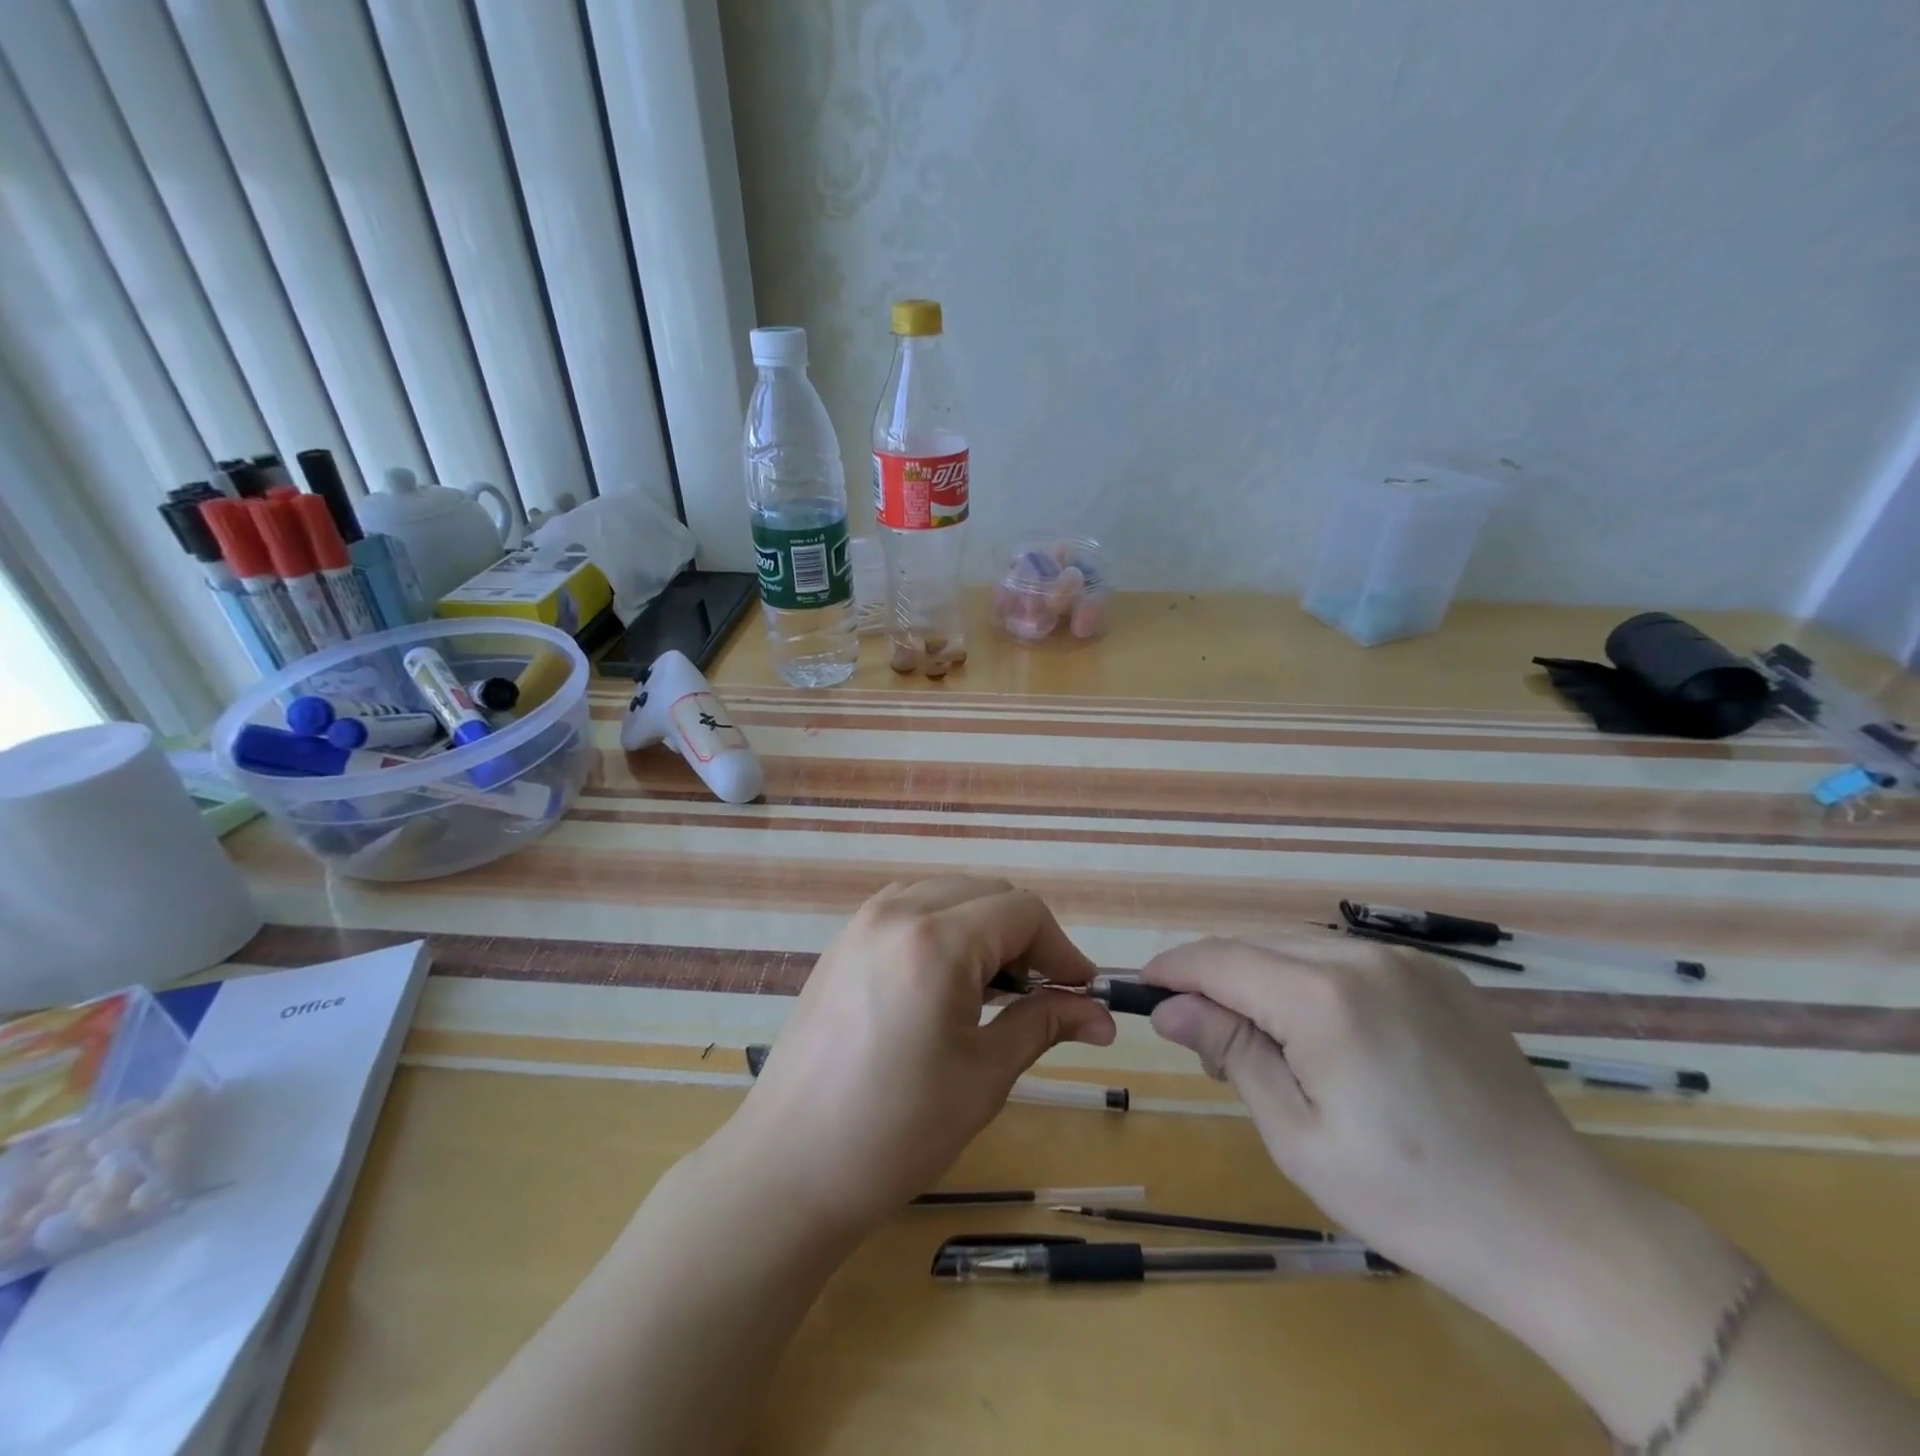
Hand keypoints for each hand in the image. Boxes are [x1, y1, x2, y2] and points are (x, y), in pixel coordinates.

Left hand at [733, 877, 1115, 1237]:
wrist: (790, 1166)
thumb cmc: (897, 1130)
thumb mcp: (985, 1076)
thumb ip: (1044, 1024)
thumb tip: (1100, 1014)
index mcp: (936, 941)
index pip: (1023, 911)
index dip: (1062, 948)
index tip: (1083, 992)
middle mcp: (898, 911)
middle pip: (988, 893)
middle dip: (1027, 936)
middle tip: (1044, 995)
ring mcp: (864, 921)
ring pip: (949, 894)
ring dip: (985, 928)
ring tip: (996, 990)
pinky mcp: (844, 940)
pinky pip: (910, 908)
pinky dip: (944, 928)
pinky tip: (947, 981)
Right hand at [1142, 932, 1655, 1331]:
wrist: (1560, 1230)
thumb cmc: (1411, 1197)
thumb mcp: (1297, 1134)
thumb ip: (1230, 1050)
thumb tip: (1169, 1007)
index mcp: (1323, 998)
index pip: (1220, 958)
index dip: (1174, 968)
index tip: (1142, 989)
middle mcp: (1363, 958)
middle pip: (1257, 945)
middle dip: (1217, 980)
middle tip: (1209, 1043)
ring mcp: (1409, 961)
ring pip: (1301, 948)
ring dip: (1264, 980)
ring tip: (1270, 1046)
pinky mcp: (1440, 976)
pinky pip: (1349, 961)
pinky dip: (1314, 983)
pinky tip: (1329, 1037)